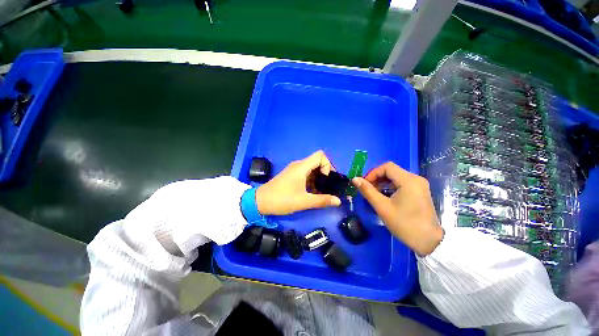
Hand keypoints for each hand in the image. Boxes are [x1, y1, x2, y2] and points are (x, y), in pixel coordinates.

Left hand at [256, 151, 341, 215]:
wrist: (260, 201)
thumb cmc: (282, 199)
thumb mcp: (303, 201)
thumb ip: (322, 200)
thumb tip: (338, 201)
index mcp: (302, 167)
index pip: (320, 155)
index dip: (327, 165)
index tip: (327, 179)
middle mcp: (298, 165)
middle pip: (317, 162)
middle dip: (325, 173)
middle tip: (328, 187)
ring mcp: (294, 170)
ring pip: (312, 169)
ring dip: (318, 179)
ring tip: (321, 192)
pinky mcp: (291, 176)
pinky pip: (306, 174)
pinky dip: (312, 181)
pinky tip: (312, 193)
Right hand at [352, 162, 443, 255]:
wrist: (429, 242)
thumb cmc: (404, 224)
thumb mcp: (382, 207)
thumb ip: (367, 191)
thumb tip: (355, 179)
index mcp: (409, 180)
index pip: (387, 167)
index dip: (373, 173)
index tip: (364, 184)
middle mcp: (416, 179)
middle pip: (391, 171)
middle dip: (377, 178)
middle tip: (367, 189)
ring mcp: (419, 185)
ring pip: (396, 177)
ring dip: (382, 182)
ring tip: (373, 193)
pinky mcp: (419, 191)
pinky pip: (401, 183)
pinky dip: (390, 187)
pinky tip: (384, 196)